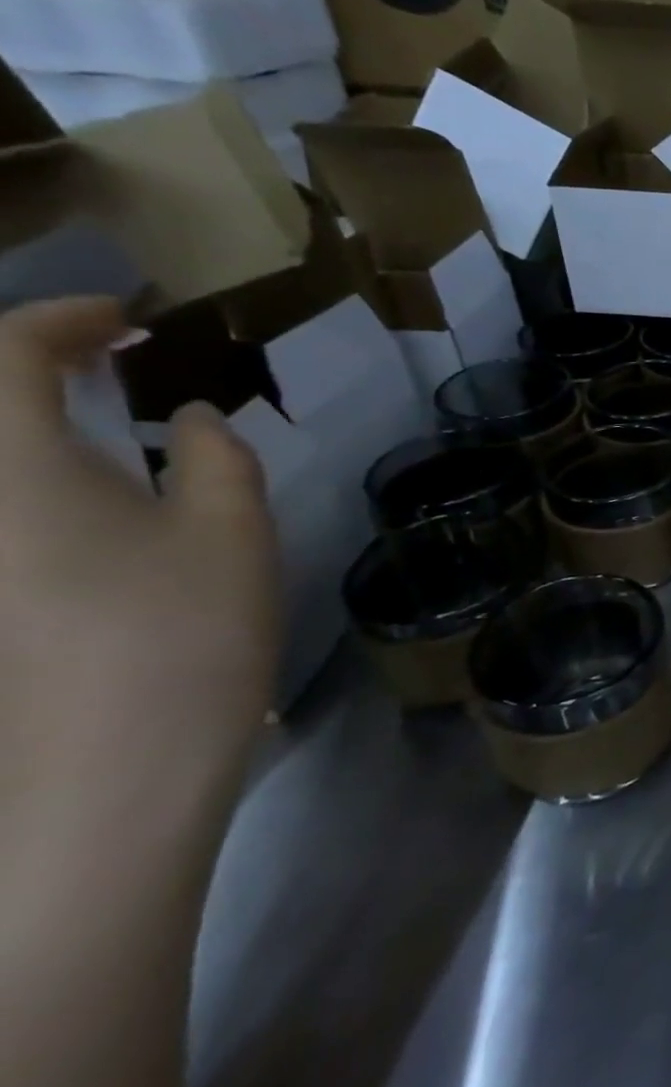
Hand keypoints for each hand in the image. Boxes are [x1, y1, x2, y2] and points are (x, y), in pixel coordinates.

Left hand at [0, 298, 278, 822]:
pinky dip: (25, 475)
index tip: (128, 319)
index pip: (0, 354)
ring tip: (86, 418)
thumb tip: (184, 418)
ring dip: (22, 422)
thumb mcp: (230, 529)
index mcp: (6, 468)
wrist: (110, 768)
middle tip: (101, 361)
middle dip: (21, 364)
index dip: (61, 319)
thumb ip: (211, 455)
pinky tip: (77, 493)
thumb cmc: (182, 632)